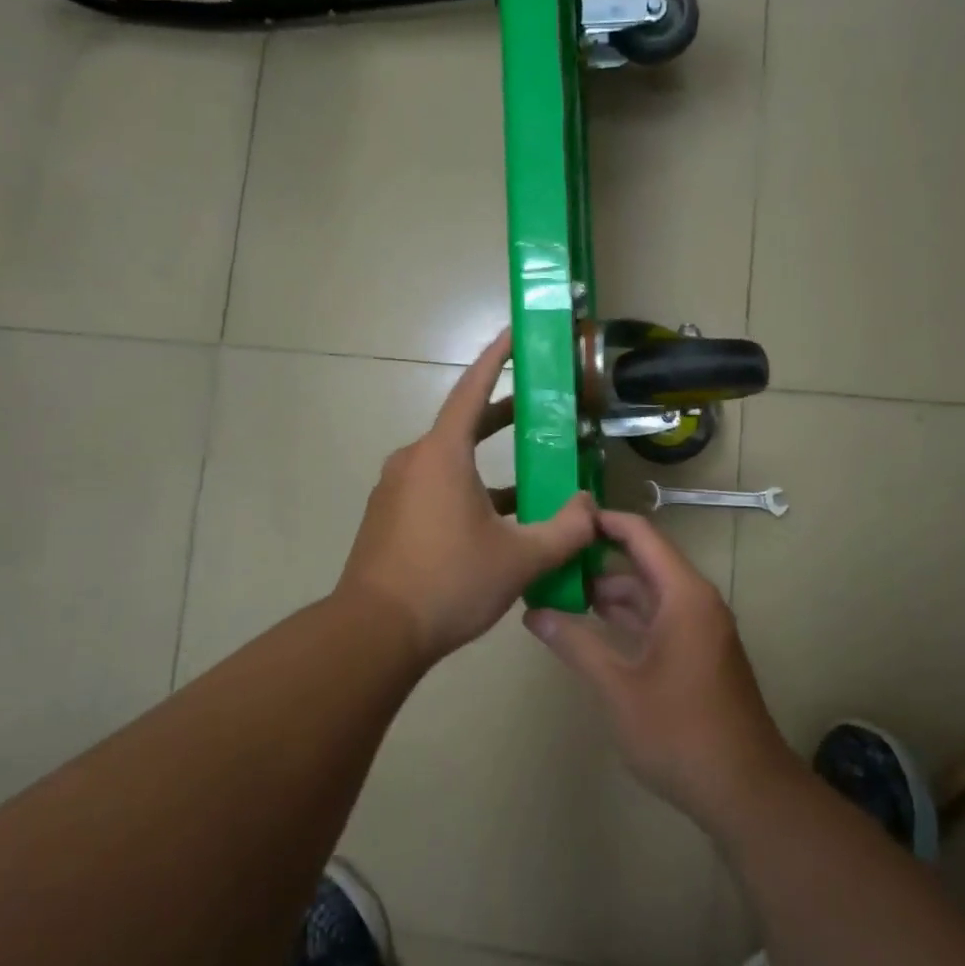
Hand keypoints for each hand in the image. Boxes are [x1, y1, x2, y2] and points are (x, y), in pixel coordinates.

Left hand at [337, 329, 596, 664]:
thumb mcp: (519, 558)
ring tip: (532, 470)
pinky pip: (434, 487)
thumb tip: (590, 507)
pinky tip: (497, 517)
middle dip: (502, 412)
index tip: (514, 333)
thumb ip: (565, 529)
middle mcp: (413, 461)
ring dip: (488, 460)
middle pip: (463, 424)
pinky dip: (468, 488)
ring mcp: (396, 489)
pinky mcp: (389, 516)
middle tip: (540, 406)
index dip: (496, 358)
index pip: (472, 389)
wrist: (374, 632)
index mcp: (441, 454)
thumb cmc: (447, 583)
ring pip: (450, 461)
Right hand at [524, 510, 798, 830]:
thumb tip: (532, 613)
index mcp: (683, 595)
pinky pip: (658, 616)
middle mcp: (695, 601)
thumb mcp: (618, 687)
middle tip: (550, 557)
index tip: (562, 517)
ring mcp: (700, 628)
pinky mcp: (699, 652)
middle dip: (598, 558)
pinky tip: (592, 625)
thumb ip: (575, 644)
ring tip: (559, 591)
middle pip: (644, 560)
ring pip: (650, 591)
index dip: (603, 521)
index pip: (640, 535)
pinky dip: (627, 615)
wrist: (746, 792)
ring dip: (610, 590)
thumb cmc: (680, 732)